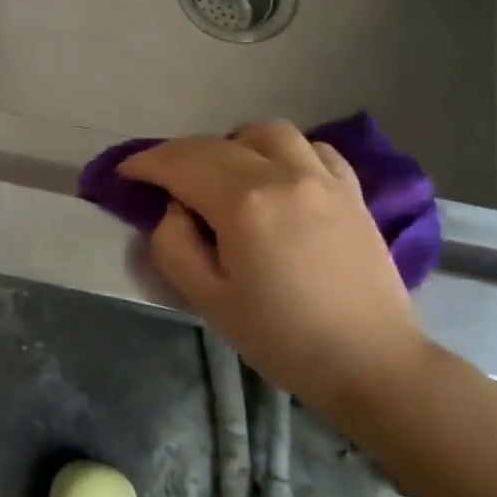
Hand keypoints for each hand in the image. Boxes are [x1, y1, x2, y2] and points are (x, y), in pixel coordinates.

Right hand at [119, 123, 428, 415]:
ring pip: (265, 133)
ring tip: (220, 174)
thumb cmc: (282, 338)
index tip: (123, 173)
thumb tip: (175, 210)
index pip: (180, 164)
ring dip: (230, 144)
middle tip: (157, 178)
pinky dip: (281, 152)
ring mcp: (322, 177)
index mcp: (244, 203)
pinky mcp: (350, 190)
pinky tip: (274, 176)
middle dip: (176, 155)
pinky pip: (310, 147)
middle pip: (215, 144)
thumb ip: (174, 245)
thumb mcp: (207, 299)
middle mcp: (283, 174)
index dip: (145, 164)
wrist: (372, 363)